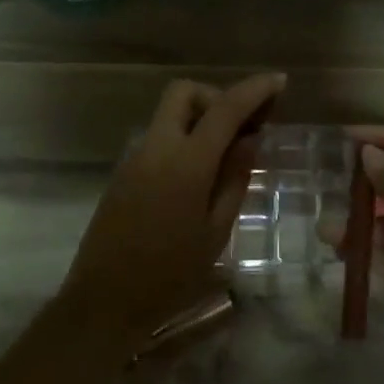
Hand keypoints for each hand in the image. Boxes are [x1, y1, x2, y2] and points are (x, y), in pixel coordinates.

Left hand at [57, 74, 283, 355]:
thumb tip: (251, 139)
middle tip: (242, 129)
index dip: (254, 90)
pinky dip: (183, 139)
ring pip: (169, 114)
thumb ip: (234, 178)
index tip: (278, 81)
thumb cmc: (170, 275)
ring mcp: (135, 157)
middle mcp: (156, 148)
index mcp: (185, 163)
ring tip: (227, 156)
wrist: (104, 302)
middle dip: (216, 97)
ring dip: (199, 119)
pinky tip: (199, 175)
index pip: (225, 109)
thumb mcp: (216, 231)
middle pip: (184, 93)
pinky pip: (159, 138)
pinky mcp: (124, 172)